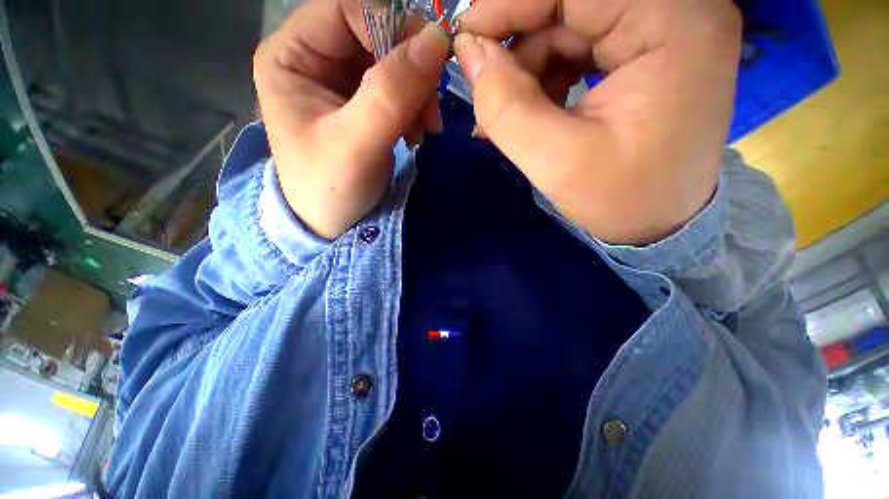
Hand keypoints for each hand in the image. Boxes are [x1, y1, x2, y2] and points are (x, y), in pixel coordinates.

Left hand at [253, 0, 450, 239]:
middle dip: (411, 71)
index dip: (390, 29)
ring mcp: (341, 81)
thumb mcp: (356, 145)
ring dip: (418, 94)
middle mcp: (314, 58)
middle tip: (430, 114)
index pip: (347, 9)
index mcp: (291, 56)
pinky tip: (416, 134)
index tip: (425, 70)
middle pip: (375, 34)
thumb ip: (391, 94)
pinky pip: (400, 88)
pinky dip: (416, 108)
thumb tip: (436, 41)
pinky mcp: (363, 103)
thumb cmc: (331, 188)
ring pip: (394, 61)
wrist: (333, 223)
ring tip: (424, 131)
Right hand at [455, 0, 740, 244]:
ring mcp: (663, 30)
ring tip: (503, 115)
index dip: (511, 5)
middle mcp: (677, 11)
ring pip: (570, 26)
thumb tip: (468, 53)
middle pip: (572, 4)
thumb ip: (506, 107)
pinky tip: (530, 111)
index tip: (466, 37)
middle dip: (518, 44)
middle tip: (482, 86)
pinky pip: (580, 46)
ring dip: (527, 68)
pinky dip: (545, 77)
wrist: (660, 224)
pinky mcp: (646, 52)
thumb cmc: (621, 200)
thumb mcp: (557, 161)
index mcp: (673, 23)